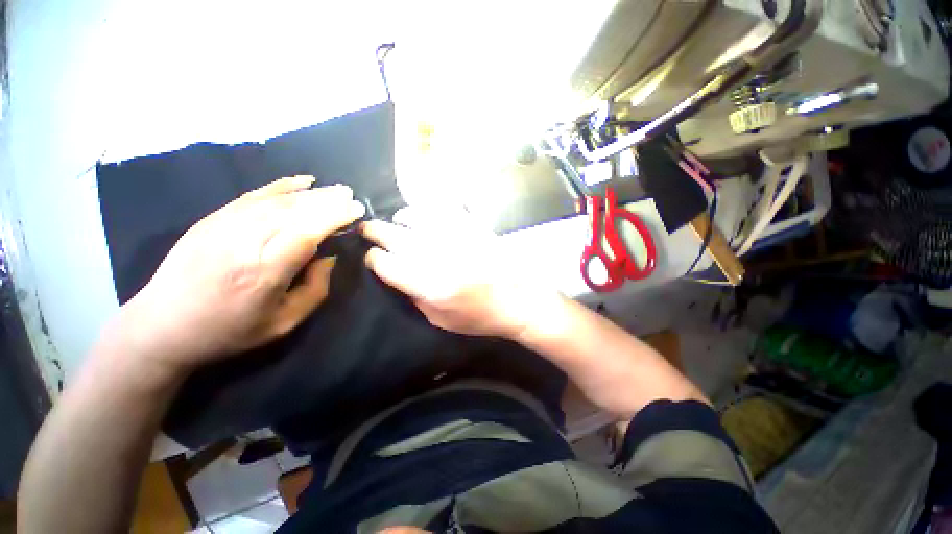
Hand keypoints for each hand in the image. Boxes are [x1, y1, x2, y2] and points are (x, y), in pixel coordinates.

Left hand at [118, 176, 364, 374]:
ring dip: (311, 193)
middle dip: (327, 201)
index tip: (356, 210)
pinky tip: (302, 181)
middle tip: (351, 195)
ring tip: (335, 190)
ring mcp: (224, 226)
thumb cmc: (229, 331)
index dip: (333, 217)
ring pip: (276, 201)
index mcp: (263, 273)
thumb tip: (328, 256)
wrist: (162, 325)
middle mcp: (243, 243)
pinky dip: (280, 186)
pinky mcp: (212, 219)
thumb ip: (315, 290)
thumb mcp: (283, 323)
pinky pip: (253, 195)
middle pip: (293, 211)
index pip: (305, 232)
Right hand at [361, 207, 558, 338]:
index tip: (372, 258)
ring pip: (414, 216)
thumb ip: (413, 296)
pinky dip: (425, 210)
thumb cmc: (478, 316)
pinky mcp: (470, 226)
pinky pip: (440, 209)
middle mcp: (437, 256)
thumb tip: (394, 273)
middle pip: (393, 235)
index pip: (385, 263)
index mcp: (429, 285)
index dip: (373, 259)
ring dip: (400, 219)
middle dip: (374, 231)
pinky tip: (423, 216)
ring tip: (398, 222)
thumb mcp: (439, 319)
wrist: (515, 300)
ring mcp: (454, 237)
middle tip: (368, 229)